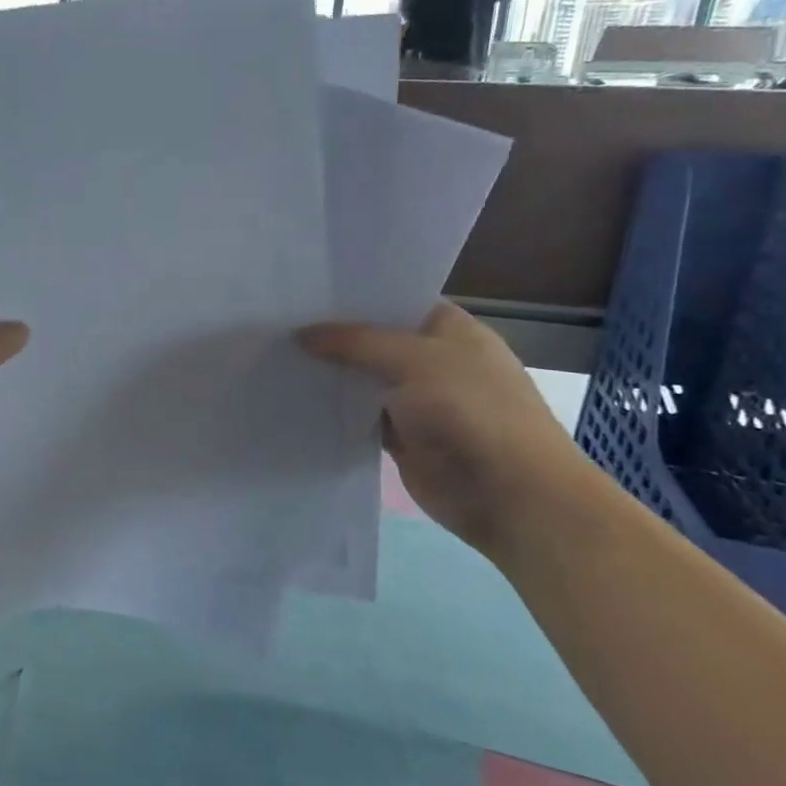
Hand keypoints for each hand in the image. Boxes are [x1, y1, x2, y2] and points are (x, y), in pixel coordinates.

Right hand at [298, 302, 605, 559]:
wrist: (509, 494)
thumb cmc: (470, 411)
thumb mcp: (412, 360)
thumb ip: (355, 343)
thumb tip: (300, 334)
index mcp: (451, 330)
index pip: (396, 301)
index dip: (355, 297)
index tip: (306, 291)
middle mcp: (435, 361)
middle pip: (376, 341)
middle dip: (335, 336)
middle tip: (279, 322)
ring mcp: (419, 402)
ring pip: (365, 380)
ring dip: (332, 375)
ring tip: (276, 356)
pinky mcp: (403, 438)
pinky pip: (362, 417)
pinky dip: (337, 412)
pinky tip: (297, 398)